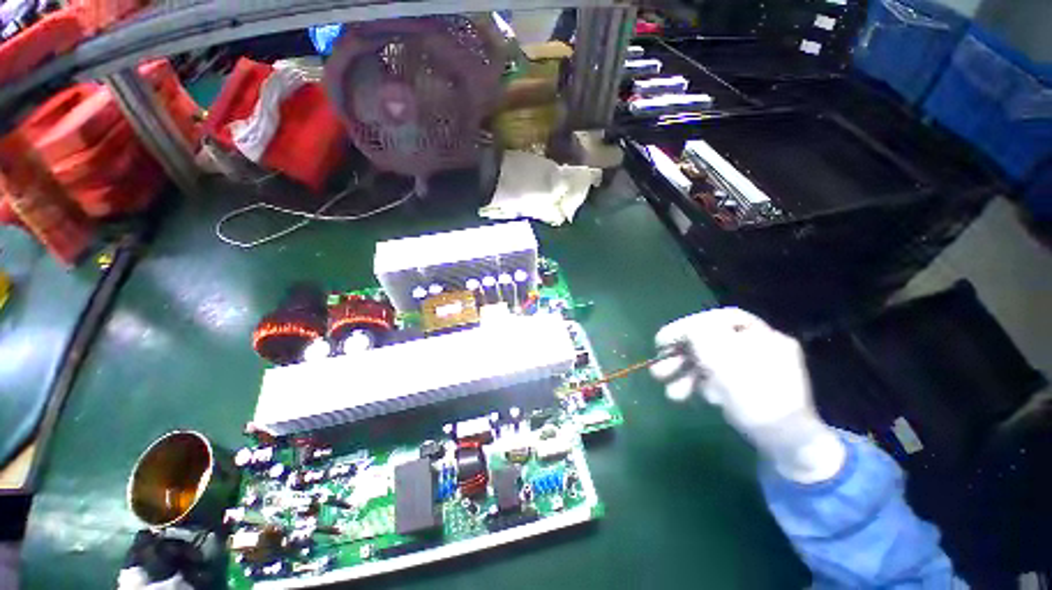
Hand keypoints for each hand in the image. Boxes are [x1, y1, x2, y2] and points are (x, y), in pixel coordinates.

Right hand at [650, 308, 845, 483]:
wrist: (788, 444)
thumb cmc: (757, 396)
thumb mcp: (726, 360)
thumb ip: (702, 336)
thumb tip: (686, 330)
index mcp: (759, 335)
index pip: (716, 319)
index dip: (685, 327)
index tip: (661, 341)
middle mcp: (755, 348)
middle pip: (709, 343)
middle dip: (679, 358)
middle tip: (657, 370)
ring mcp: (750, 371)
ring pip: (709, 365)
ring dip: (685, 376)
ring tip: (670, 393)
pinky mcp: (744, 390)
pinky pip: (716, 380)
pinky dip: (700, 387)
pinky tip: (692, 398)